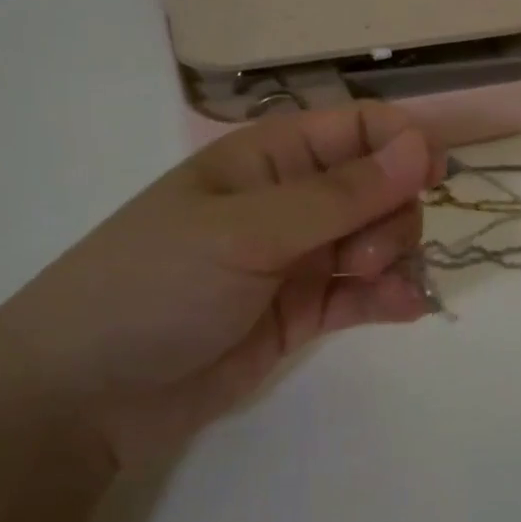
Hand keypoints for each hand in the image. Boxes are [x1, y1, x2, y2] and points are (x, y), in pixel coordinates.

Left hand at [0, 103, 441, 465]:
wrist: (87, 393)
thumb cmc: (157, 284)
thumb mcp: (248, 231)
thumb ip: (340, 195)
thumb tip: (422, 145)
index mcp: (269, 158)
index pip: (358, 127)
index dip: (402, 143)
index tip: (433, 178)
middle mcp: (290, 201)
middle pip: (380, 186)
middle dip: (391, 215)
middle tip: (361, 256)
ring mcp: (298, 258)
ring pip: (379, 239)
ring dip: (394, 257)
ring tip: (369, 286)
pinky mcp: (302, 312)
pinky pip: (365, 294)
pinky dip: (391, 297)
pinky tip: (407, 309)